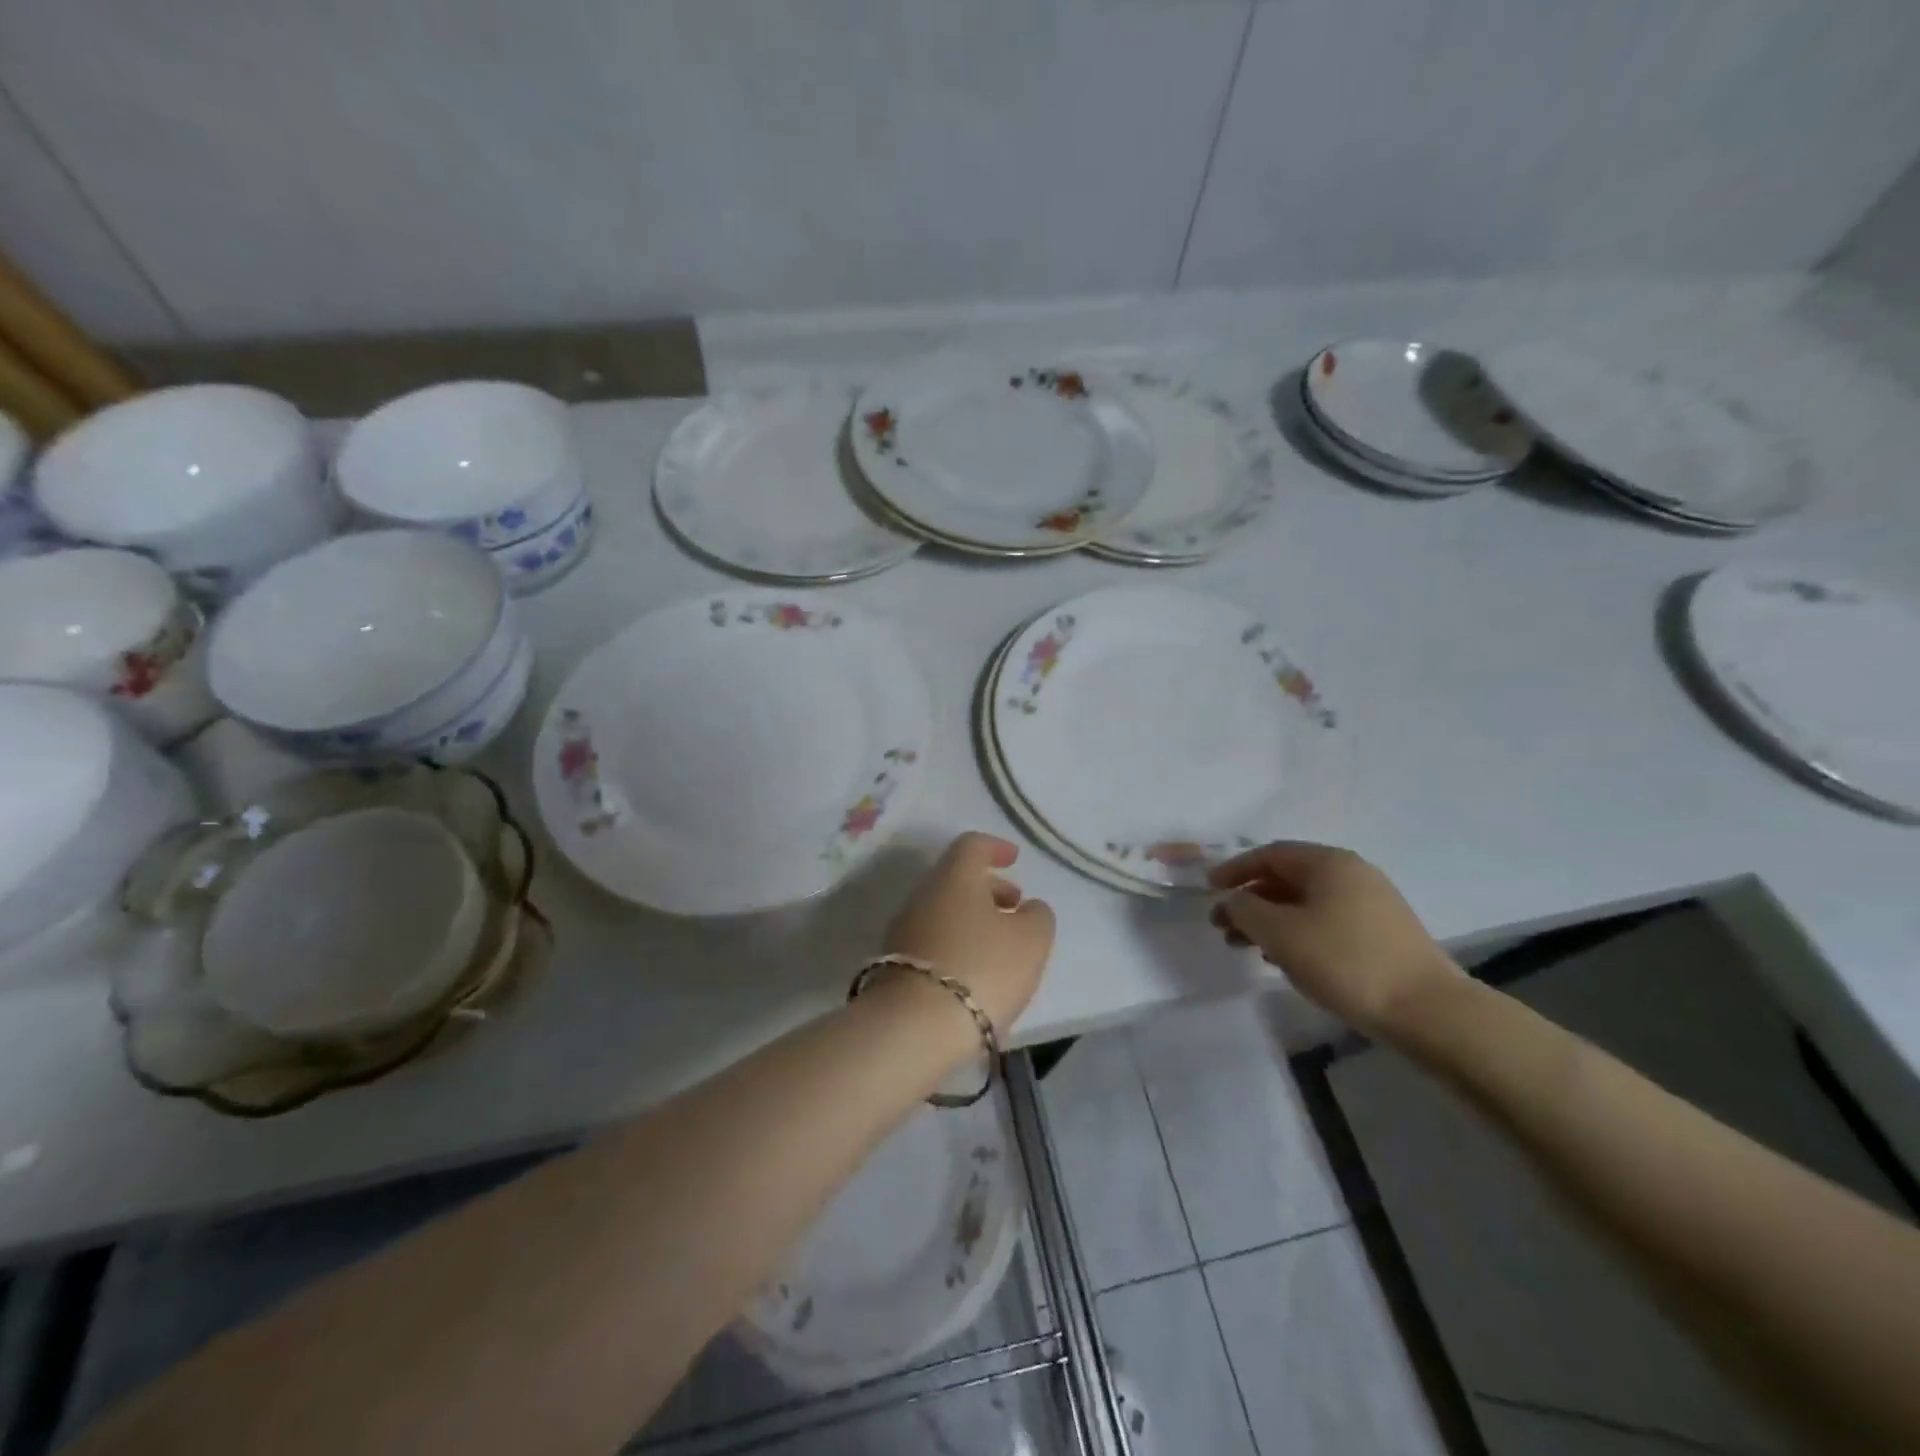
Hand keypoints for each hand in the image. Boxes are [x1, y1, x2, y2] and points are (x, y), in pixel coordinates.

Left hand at [884, 832, 1055, 1036]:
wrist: (915, 1027)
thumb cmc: (982, 968)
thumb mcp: (1031, 941)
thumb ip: (1038, 917)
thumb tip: (1028, 908)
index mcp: (954, 877)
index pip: (971, 845)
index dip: (996, 847)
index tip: (1014, 859)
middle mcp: (923, 895)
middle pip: (956, 879)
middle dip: (989, 889)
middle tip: (1016, 907)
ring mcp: (904, 930)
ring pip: (944, 911)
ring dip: (973, 920)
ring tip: (1002, 946)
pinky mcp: (895, 965)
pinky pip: (933, 941)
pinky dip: (958, 945)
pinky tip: (976, 972)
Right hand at [1208, 842, 1460, 1037]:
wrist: (1428, 1011)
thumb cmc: (1345, 962)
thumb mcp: (1281, 934)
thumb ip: (1245, 910)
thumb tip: (1231, 900)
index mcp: (1328, 862)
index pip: (1270, 854)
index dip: (1235, 869)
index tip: (1209, 888)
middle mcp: (1352, 872)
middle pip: (1288, 877)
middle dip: (1251, 899)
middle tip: (1223, 925)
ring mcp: (1372, 902)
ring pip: (1307, 902)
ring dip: (1271, 919)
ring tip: (1248, 947)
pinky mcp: (1383, 932)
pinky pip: (1327, 920)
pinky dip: (1298, 932)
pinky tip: (1286, 959)